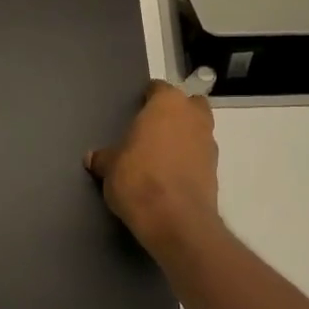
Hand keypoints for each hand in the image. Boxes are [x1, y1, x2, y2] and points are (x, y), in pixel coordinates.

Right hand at [85, 81, 219, 253]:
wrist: (175, 219)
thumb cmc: (138, 178)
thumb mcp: (110, 167)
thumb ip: (103, 158)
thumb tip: (92, 158)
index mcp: (167, 104)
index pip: (158, 89)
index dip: (147, 98)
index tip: (136, 111)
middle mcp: (193, 116)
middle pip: (188, 105)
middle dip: (176, 113)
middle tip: (154, 130)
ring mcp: (209, 143)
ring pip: (198, 130)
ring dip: (185, 138)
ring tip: (161, 157)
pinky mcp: (216, 170)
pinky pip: (200, 156)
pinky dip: (190, 161)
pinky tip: (171, 176)